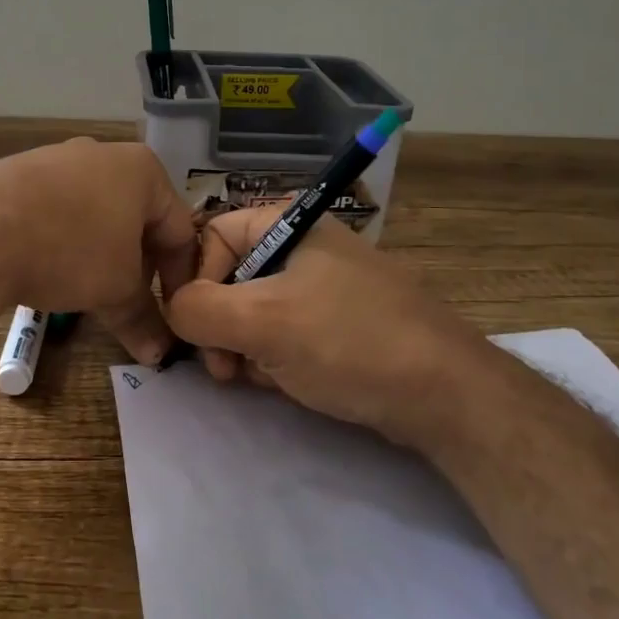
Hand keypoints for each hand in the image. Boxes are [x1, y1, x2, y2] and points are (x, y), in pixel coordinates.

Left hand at [0, 139, 198, 364]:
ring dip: (101, 255)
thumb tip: (158, 354)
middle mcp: (104, 154)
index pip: (180, 229)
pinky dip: (64, 240)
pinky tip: (48, 267)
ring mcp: (58, 158)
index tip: (173, 314)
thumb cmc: (69, 250)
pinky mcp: (19, 172)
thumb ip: (142, 318)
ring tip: (87, 290)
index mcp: (142, 170)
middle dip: (139, 266)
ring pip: (96, 214)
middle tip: (130, 303)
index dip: (181, 277)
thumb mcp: (114, 289)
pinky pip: (57, 209)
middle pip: (137, 219)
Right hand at [165, 207, 496, 452]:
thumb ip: (198, 310)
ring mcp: (324, 285)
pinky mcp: (339, 322)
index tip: (194, 329)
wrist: (445, 394)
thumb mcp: (262, 322)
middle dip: (220, 326)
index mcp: (288, 224)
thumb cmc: (347, 342)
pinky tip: (287, 382)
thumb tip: (173, 309)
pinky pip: (285, 332)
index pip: (211, 237)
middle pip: (230, 277)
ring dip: (244, 347)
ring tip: (259, 378)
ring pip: (254, 311)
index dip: (193, 282)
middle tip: (224, 368)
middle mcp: (304, 246)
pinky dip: (274, 357)